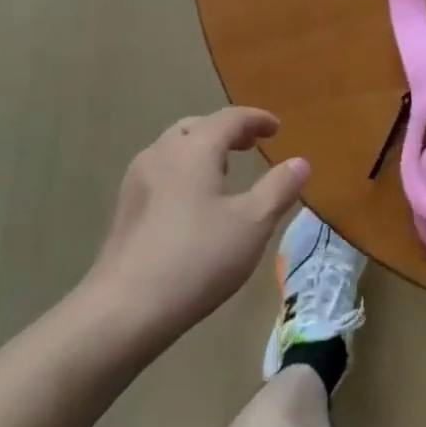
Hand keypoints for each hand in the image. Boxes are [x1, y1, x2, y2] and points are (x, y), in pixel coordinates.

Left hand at [82, 107, 309, 350]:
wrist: (125, 308)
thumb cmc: (197, 259)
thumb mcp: (252, 224)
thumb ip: (279, 188)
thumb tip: (300, 162)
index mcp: (194, 149)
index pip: (229, 118)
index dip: (256, 119)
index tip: (277, 128)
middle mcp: (161, 153)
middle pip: (197, 126)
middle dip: (227, 131)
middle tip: (252, 144)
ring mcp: (137, 180)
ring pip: (174, 147)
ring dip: (203, 148)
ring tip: (224, 168)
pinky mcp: (126, 207)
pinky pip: (162, 170)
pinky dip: (185, 168)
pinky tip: (193, 199)